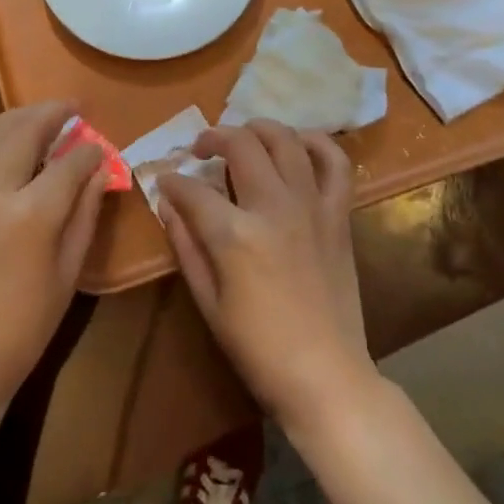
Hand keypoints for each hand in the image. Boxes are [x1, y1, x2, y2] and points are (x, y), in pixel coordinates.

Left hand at [0, 102, 106, 417]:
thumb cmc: (21, 328)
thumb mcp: (67, 273)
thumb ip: (84, 213)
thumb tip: (100, 171)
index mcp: (29, 213)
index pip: (69, 162)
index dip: (91, 150)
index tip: (103, 145)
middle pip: (25, 128)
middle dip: (54, 112)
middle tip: (75, 108)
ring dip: (22, 117)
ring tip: (46, 117)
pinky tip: (13, 146)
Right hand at [154, 120, 378, 433]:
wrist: (325, 375)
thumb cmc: (258, 348)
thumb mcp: (208, 302)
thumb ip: (186, 245)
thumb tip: (168, 203)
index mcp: (235, 235)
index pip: (193, 189)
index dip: (172, 180)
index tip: (165, 180)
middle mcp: (273, 207)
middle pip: (240, 145)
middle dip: (212, 137)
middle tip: (200, 150)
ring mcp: (311, 206)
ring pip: (285, 140)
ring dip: (258, 129)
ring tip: (243, 137)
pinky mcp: (338, 215)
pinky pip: (336, 163)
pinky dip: (318, 144)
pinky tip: (298, 144)